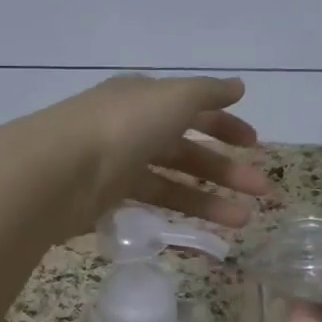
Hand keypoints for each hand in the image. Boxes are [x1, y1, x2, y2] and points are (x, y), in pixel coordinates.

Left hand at [24, 74, 272, 236]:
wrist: (59, 170)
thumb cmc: (123, 125)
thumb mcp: (173, 97)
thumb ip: (208, 92)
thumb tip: (238, 86)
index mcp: (145, 98)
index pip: (192, 109)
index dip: (225, 125)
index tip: (254, 144)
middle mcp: (132, 128)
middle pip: (186, 150)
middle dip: (226, 170)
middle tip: (262, 192)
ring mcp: (118, 165)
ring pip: (173, 182)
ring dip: (210, 200)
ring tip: (244, 221)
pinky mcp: (106, 200)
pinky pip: (150, 207)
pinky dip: (178, 218)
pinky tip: (203, 235)